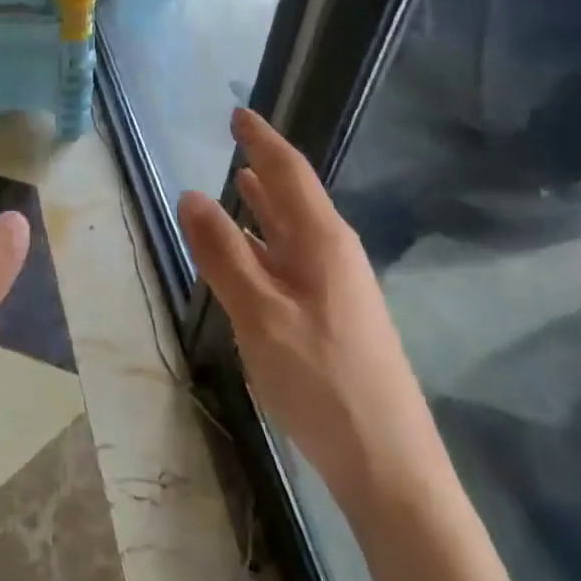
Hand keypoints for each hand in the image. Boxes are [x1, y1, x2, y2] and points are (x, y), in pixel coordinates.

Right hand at [179, 108, 440, 502]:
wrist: (390, 468)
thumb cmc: (321, 382)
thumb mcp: (260, 315)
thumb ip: (224, 254)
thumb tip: (190, 194)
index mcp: (323, 241)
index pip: (288, 172)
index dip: (262, 139)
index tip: (237, 113)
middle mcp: (335, 254)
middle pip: (295, 196)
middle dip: (265, 165)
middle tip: (236, 139)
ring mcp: (339, 287)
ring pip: (295, 230)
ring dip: (266, 204)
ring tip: (238, 181)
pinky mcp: (335, 316)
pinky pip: (294, 259)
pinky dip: (268, 242)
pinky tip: (253, 252)